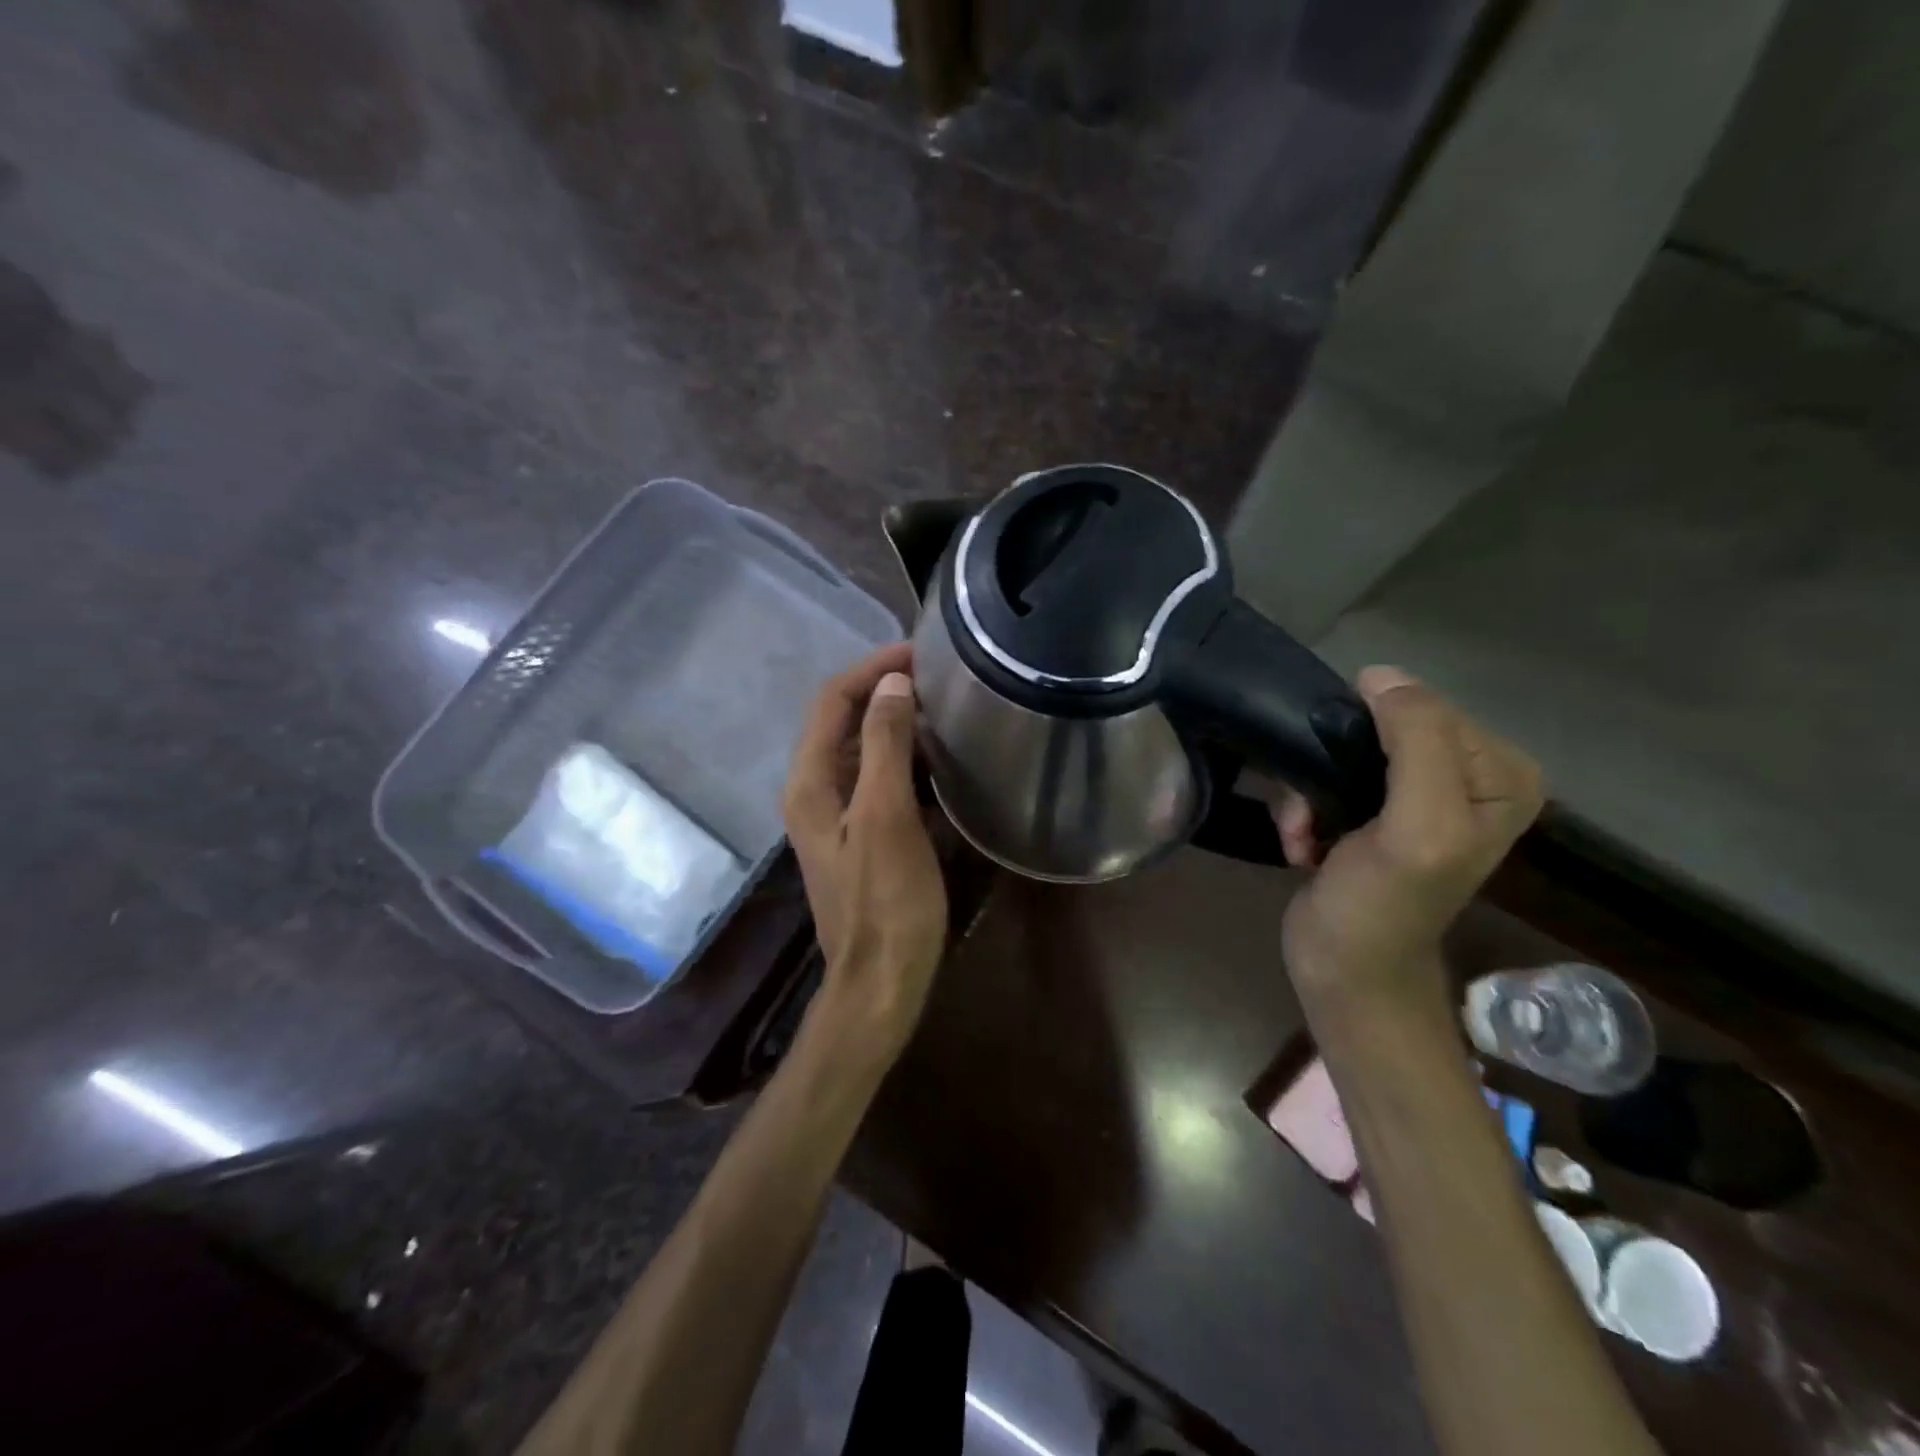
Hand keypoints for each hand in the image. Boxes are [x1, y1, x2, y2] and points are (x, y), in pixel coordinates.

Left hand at [782, 643, 948, 1060]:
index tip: (919, 652)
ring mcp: (834, 815)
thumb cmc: (887, 902)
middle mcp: (813, 791)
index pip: (831, 702)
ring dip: (894, 722)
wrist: (881, 981)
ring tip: (940, 705)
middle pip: (841, 721)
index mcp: (809, 783)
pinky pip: (875, 778)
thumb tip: (892, 684)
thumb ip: (885, 747)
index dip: (870, 669)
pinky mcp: (858, 834)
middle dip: (882, 689)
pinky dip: (901, 757)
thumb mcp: (887, 817)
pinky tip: (936, 757)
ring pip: (860, 749)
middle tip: (936, 675)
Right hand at [1275, 667, 1543, 1014]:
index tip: (1342, 789)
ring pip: (1340, 751)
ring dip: (1307, 792)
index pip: (1423, 708)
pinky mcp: (1370, 811)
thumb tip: (1381, 675)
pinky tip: (1301, 843)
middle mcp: (1464, 775)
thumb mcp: (1418, 825)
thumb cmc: (1384, 905)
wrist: (1344, 971)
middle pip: (1377, 727)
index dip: (1369, 738)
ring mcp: (1415, 793)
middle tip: (1314, 814)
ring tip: (1303, 832)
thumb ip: (1417, 744)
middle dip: (1330, 768)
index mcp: (1499, 772)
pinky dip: (1302, 808)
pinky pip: (1323, 777)